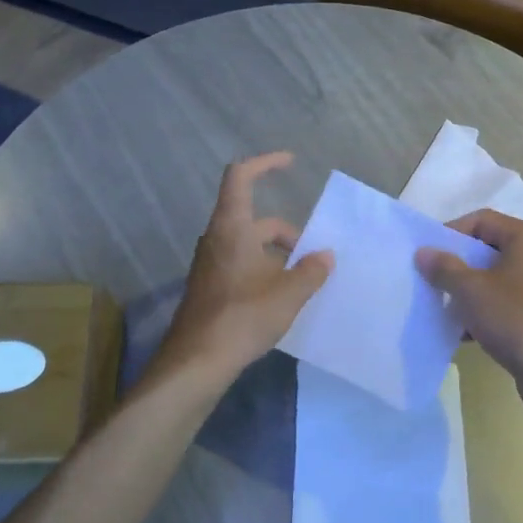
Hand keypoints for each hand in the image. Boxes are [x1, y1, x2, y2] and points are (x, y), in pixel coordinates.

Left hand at [150, 152, 332, 384]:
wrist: (197, 359)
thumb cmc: (243, 316)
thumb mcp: (288, 293)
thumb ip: (311, 271)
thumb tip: (325, 256)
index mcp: (232, 227)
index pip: (241, 176)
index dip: (265, 163)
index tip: (290, 163)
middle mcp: (216, 239)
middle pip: (254, 219)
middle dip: (286, 232)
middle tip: (313, 256)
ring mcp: (209, 264)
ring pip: (247, 245)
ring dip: (275, 255)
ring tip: (301, 280)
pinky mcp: (208, 287)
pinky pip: (239, 265)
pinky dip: (262, 270)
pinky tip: (279, 298)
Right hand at [414, 209, 522, 394]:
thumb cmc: (516, 319)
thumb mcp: (472, 290)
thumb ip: (444, 267)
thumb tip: (424, 253)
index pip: (481, 220)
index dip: (450, 233)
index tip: (426, 255)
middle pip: (485, 249)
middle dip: (454, 265)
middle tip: (428, 280)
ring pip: (491, 279)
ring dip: (464, 292)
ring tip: (440, 307)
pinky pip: (500, 304)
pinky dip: (480, 312)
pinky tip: (460, 332)